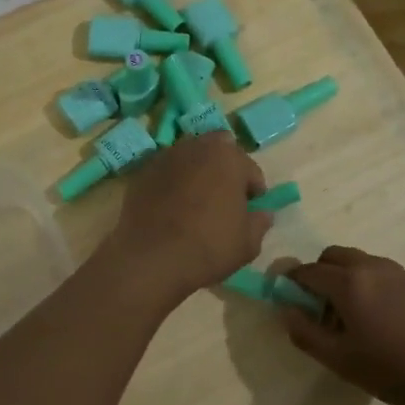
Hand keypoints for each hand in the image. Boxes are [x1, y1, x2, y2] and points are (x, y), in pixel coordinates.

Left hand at [106, 133, 271, 305]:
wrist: (151, 258)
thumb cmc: (209, 246)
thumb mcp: (248, 243)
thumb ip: (259, 222)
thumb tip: (263, 213)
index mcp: (228, 157)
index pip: (250, 169)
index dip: (253, 190)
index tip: (250, 210)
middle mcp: (196, 147)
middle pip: (218, 151)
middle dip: (225, 169)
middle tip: (224, 197)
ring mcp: (165, 157)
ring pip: (189, 157)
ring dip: (197, 171)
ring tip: (196, 200)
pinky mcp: (142, 172)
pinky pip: (166, 172)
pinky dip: (173, 182)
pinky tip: (172, 206)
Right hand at [282, 246, 404, 404]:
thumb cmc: (397, 368)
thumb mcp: (342, 360)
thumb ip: (306, 333)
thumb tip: (286, 310)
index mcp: (348, 282)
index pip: (307, 271)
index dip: (290, 283)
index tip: (285, 299)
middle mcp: (372, 267)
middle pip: (332, 256)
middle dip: (318, 275)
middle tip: (318, 309)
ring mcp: (399, 272)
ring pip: (359, 263)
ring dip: (344, 280)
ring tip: (350, 319)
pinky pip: (381, 274)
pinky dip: (368, 286)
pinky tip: (379, 321)